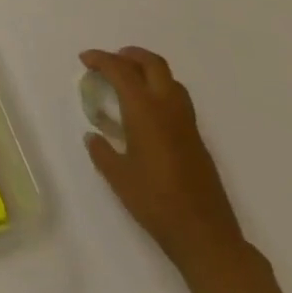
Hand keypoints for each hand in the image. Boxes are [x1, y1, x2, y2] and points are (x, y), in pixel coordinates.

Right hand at [81, 47, 245, 277]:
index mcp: (145, 110)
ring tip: (129, 83)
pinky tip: (148, 114)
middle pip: (152, 63)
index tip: (85, 60)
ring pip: (169, 79)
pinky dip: (160, 91)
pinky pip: (178, 100)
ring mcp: (187, 123)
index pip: (120, 70)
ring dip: (148, 71)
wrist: (206, 238)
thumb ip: (102, 152)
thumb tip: (93, 137)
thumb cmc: (156, 203)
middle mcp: (168, 108)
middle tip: (110, 63)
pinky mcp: (198, 140)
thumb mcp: (118, 177)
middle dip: (129, 55)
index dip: (100, 59)